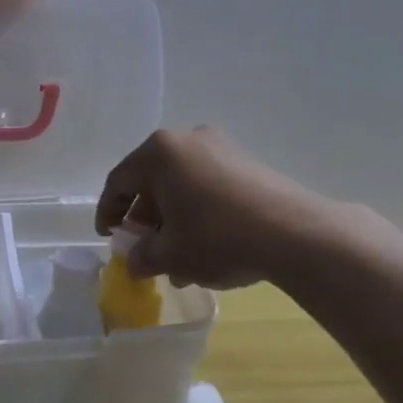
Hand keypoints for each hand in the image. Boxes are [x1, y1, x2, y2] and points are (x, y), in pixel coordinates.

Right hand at [95, 127, 321, 288]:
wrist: (294, 233)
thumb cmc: (216, 237)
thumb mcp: (170, 255)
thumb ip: (143, 257)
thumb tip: (135, 262)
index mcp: (159, 152)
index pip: (119, 181)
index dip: (108, 212)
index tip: (108, 237)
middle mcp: (188, 140)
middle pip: (152, 181)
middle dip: (145, 220)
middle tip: (145, 251)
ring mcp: (221, 148)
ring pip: (182, 186)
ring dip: (172, 222)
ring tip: (177, 262)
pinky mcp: (247, 163)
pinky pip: (208, 187)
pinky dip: (197, 213)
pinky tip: (205, 248)